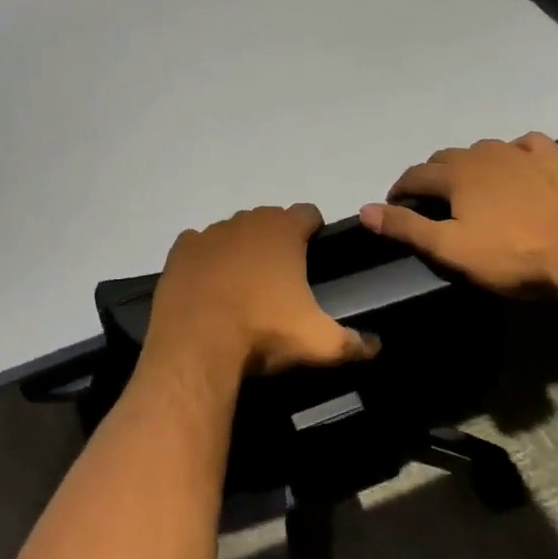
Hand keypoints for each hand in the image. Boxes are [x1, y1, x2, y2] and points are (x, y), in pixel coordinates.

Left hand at [147, 204, 378, 375]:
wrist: (196, 344)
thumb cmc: (263, 333)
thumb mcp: (320, 343)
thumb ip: (354, 342)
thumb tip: (377, 345)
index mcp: (283, 231)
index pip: (309, 213)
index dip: (315, 229)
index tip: (316, 252)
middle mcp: (246, 221)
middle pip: (269, 220)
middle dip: (276, 240)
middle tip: (282, 277)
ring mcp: (209, 233)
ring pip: (232, 231)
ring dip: (240, 249)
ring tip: (244, 285)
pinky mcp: (180, 251)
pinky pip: (198, 245)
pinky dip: (206, 259)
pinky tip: (208, 284)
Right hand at [360, 133, 557, 292]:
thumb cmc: (512, 257)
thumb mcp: (450, 249)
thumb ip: (405, 227)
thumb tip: (364, 209)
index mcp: (454, 174)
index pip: (414, 176)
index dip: (400, 191)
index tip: (396, 208)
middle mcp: (483, 153)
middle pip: (445, 158)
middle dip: (433, 177)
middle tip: (434, 203)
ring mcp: (522, 152)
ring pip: (483, 150)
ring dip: (471, 165)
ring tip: (475, 189)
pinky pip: (527, 145)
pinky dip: (515, 154)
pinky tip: (520, 168)